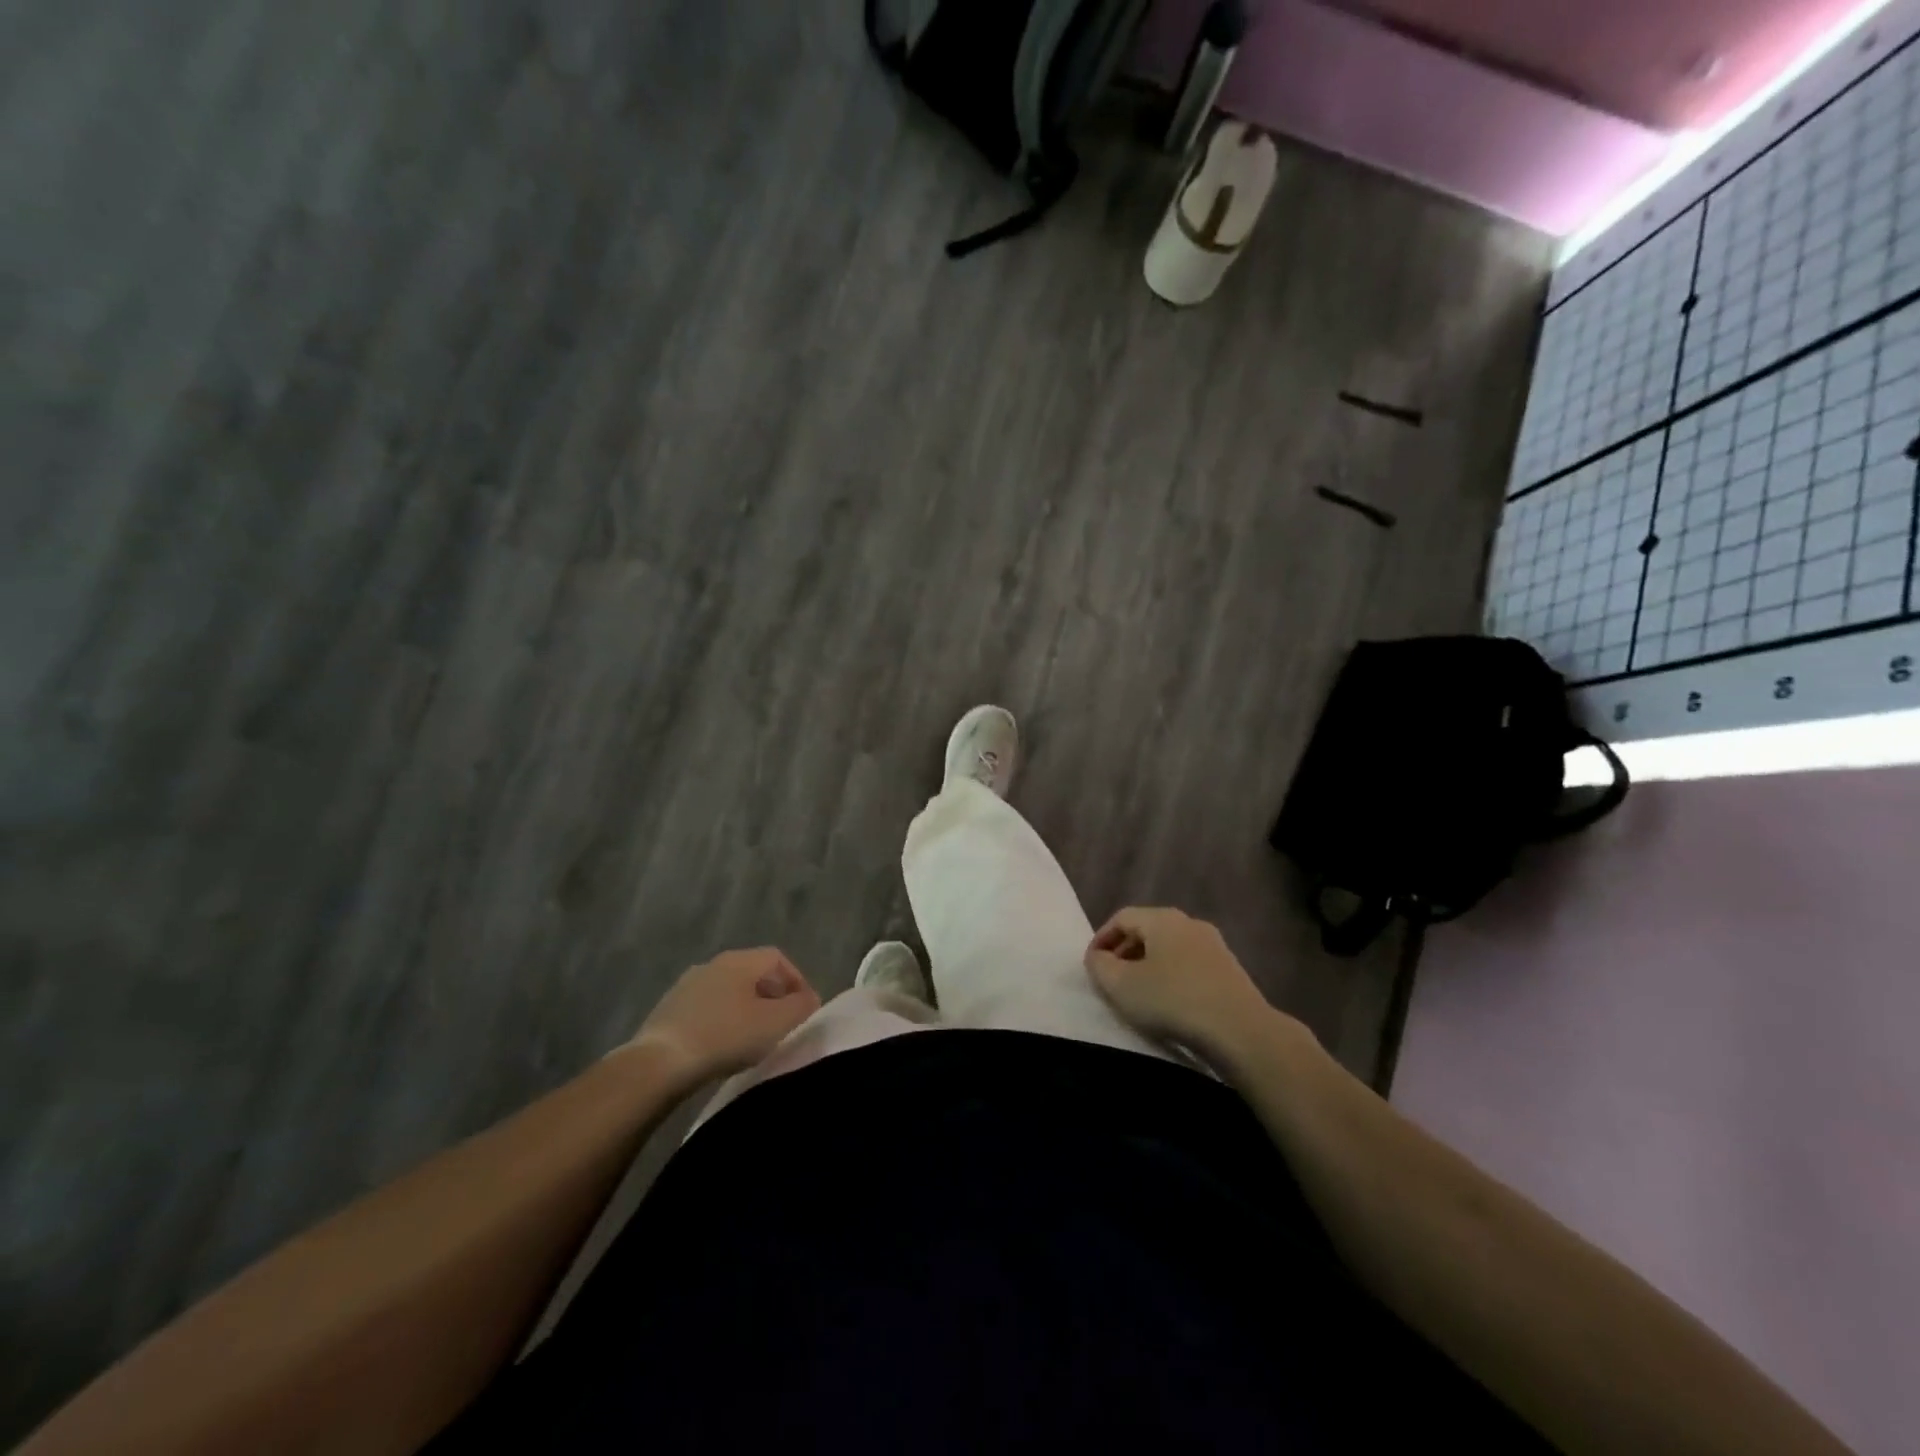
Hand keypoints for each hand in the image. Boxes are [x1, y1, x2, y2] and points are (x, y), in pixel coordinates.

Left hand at [628, 948, 820, 1083]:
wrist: (659, 1063)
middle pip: (753, 973)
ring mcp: (687, 986)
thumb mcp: (776, 1023)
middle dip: (772, 995)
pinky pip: (707, 1008)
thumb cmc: (725, 1036)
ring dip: (746, 1009)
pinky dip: (722, 1021)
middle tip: (783, 1024)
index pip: (778, 958)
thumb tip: (809, 999)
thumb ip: (800, 1007)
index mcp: (740, 960)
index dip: (797, 980)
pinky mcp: (668, 1010)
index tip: (805, 1009)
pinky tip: (723, 1046)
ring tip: (754, 1038)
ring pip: (728, 991)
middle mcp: (713, 964)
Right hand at [1084, 907, 1289, 1062]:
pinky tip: (1169, 1002)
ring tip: (1138, 992)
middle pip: (1147, 930)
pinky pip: (1190, 964)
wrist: (1241, 1030)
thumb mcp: (1122, 986)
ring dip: (1148, 965)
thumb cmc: (1173, 1001)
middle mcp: (1189, 923)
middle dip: (1124, 951)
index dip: (1101, 938)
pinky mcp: (1230, 969)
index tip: (1092, 965)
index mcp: (1162, 918)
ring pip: (1170, 947)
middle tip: (1111, 978)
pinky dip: (1172, 976)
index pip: (1122, 917)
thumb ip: (1100, 966)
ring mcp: (1214, 945)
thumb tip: (1098, 956)